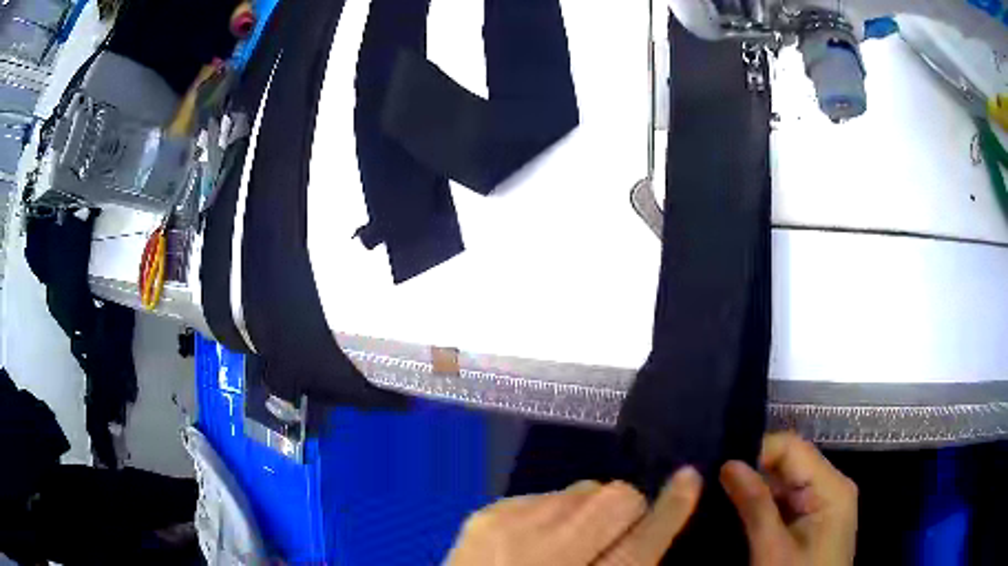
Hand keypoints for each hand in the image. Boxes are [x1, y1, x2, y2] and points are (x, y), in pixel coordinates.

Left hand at [445, 467, 702, 565]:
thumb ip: (627, 564)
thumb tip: (648, 530)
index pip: (644, 541)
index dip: (673, 508)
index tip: (690, 478)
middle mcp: (546, 551)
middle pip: (617, 499)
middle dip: (624, 514)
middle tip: (608, 540)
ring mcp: (509, 526)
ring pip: (582, 489)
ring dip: (586, 512)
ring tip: (565, 543)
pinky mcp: (484, 514)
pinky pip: (544, 494)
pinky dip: (551, 513)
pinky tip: (531, 542)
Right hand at [720, 432, 857, 565]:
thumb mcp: (773, 551)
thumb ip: (755, 506)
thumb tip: (729, 464)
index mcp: (831, 487)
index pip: (791, 447)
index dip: (756, 453)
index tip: (718, 472)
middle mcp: (831, 487)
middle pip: (789, 463)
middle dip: (753, 473)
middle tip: (711, 487)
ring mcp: (824, 505)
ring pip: (785, 484)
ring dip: (755, 492)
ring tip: (719, 499)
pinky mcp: (815, 521)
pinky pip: (787, 503)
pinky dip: (763, 507)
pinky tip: (740, 515)